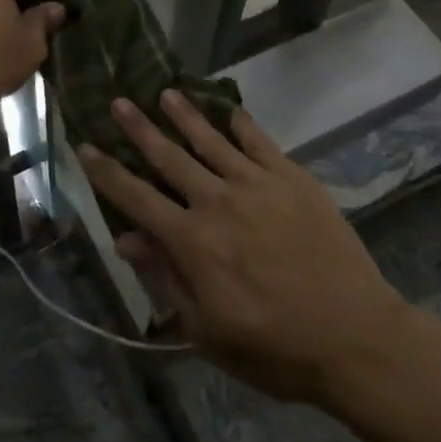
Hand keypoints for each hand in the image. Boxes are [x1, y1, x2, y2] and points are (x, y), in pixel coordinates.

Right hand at [80, 92, 411, 406]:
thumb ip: (166, 278)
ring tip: (166, 93)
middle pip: (169, 157)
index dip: (107, 172)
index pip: (136, 198)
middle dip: (139, 129)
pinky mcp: (292, 179)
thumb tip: (126, 240)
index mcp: (192, 241)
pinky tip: (229, 109)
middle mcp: (218, 201)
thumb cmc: (275, 348)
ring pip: (210, 140)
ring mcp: (257, 184)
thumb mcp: (208, 330)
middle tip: (118, 101)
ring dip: (185, 115)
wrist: (355, 338)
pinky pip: (260, 142)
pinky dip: (241, 124)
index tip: (85, 145)